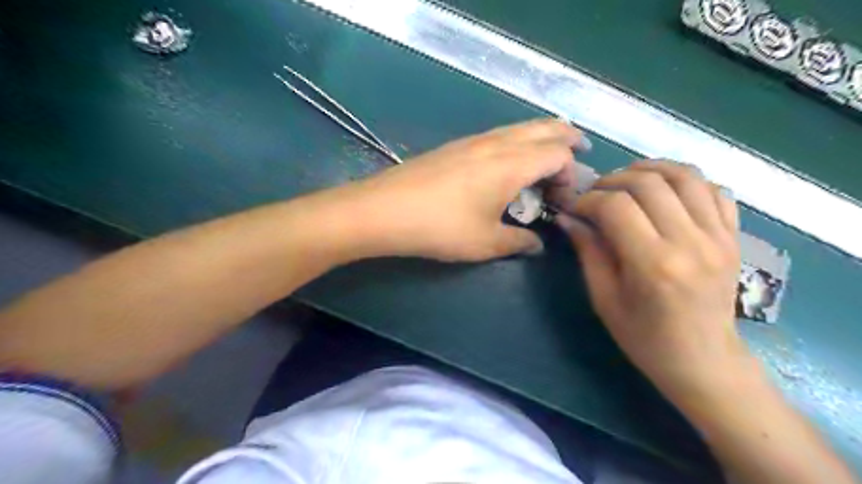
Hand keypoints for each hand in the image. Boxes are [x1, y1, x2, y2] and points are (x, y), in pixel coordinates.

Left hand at [327, 120, 589, 262]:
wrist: (384, 209)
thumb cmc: (440, 227)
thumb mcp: (485, 242)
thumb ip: (518, 242)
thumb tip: (536, 244)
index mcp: (512, 164)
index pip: (559, 154)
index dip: (571, 173)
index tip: (566, 198)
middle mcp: (497, 143)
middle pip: (544, 127)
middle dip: (567, 136)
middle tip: (580, 149)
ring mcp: (474, 140)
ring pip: (519, 127)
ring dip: (541, 136)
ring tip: (549, 153)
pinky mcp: (456, 146)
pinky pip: (499, 134)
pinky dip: (517, 141)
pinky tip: (509, 161)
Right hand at [560, 160, 747, 402]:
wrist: (704, 360)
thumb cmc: (644, 337)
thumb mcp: (604, 299)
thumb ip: (588, 252)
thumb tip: (567, 218)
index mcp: (653, 264)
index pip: (616, 207)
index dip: (588, 200)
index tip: (574, 208)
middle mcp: (690, 243)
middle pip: (648, 183)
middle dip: (612, 180)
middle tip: (595, 194)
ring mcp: (719, 237)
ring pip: (685, 176)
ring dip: (649, 169)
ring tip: (626, 181)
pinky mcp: (734, 237)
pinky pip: (714, 189)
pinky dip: (685, 180)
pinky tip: (664, 191)